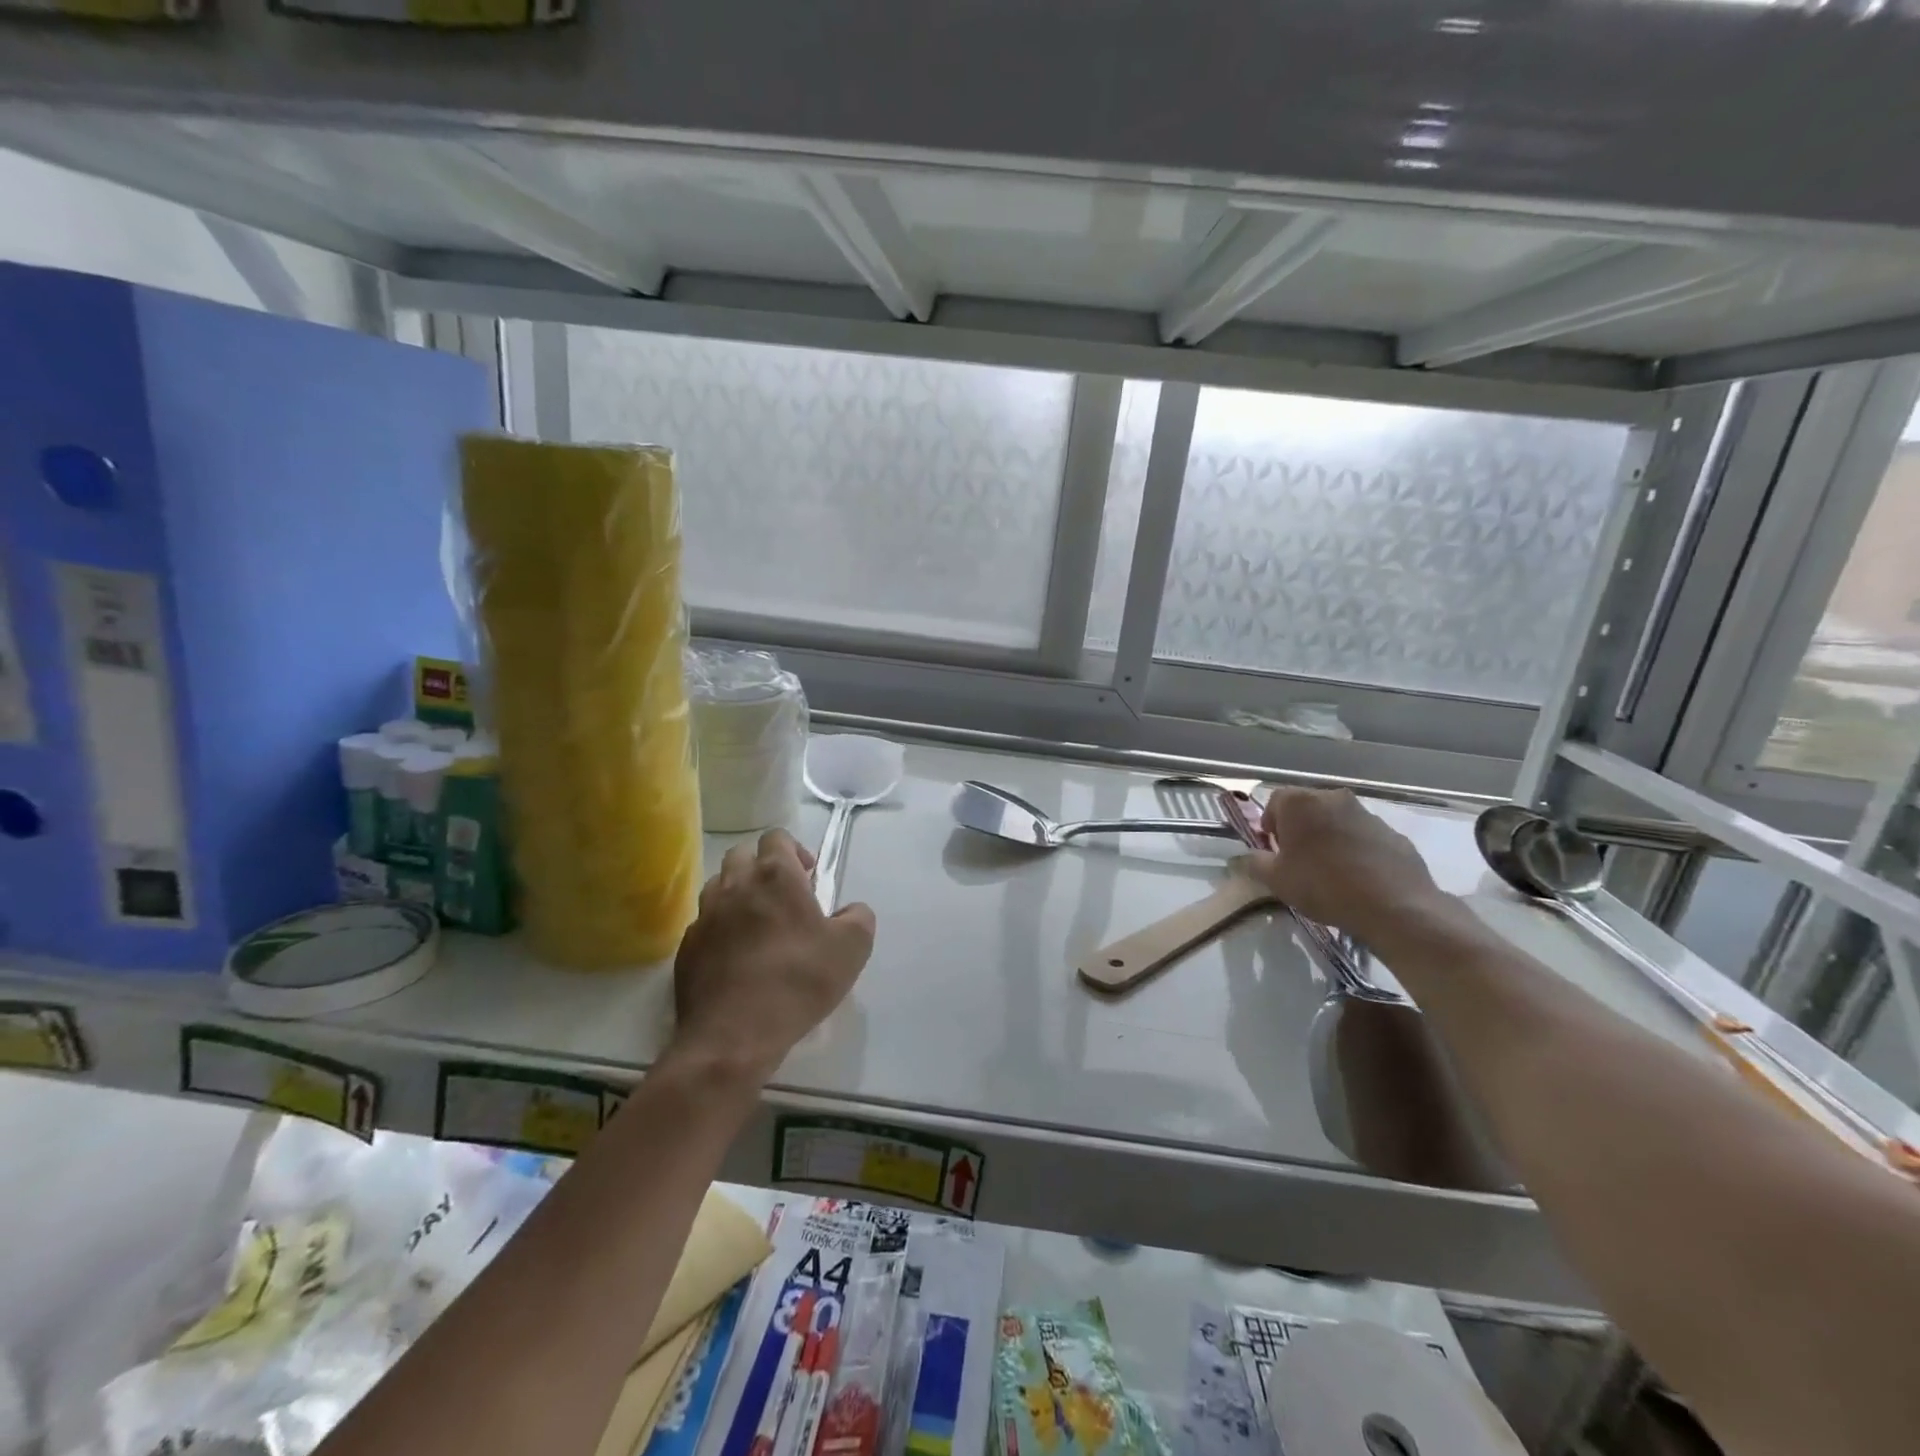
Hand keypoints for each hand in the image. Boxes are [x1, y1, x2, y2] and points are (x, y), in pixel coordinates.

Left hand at [669, 829, 875, 1081]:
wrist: (733, 1035)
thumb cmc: (798, 981)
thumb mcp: (852, 949)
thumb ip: (859, 917)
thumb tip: (850, 910)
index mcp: (775, 875)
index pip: (777, 837)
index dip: (794, 850)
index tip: (808, 878)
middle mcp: (735, 884)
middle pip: (743, 854)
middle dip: (762, 867)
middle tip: (784, 898)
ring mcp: (705, 915)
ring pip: (719, 886)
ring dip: (739, 894)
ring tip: (757, 925)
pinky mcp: (687, 947)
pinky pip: (705, 923)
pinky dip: (721, 929)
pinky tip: (735, 957)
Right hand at [1248, 787, 1449, 939]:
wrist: (1394, 906)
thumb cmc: (1323, 886)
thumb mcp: (1276, 880)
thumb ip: (1254, 863)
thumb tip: (1243, 858)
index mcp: (1302, 803)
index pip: (1275, 801)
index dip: (1270, 824)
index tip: (1273, 849)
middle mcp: (1334, 798)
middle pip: (1308, 808)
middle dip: (1299, 829)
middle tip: (1298, 860)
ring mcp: (1368, 815)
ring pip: (1338, 821)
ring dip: (1329, 838)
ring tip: (1330, 872)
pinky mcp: (1394, 834)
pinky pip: (1365, 837)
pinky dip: (1357, 850)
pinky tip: (1358, 879)